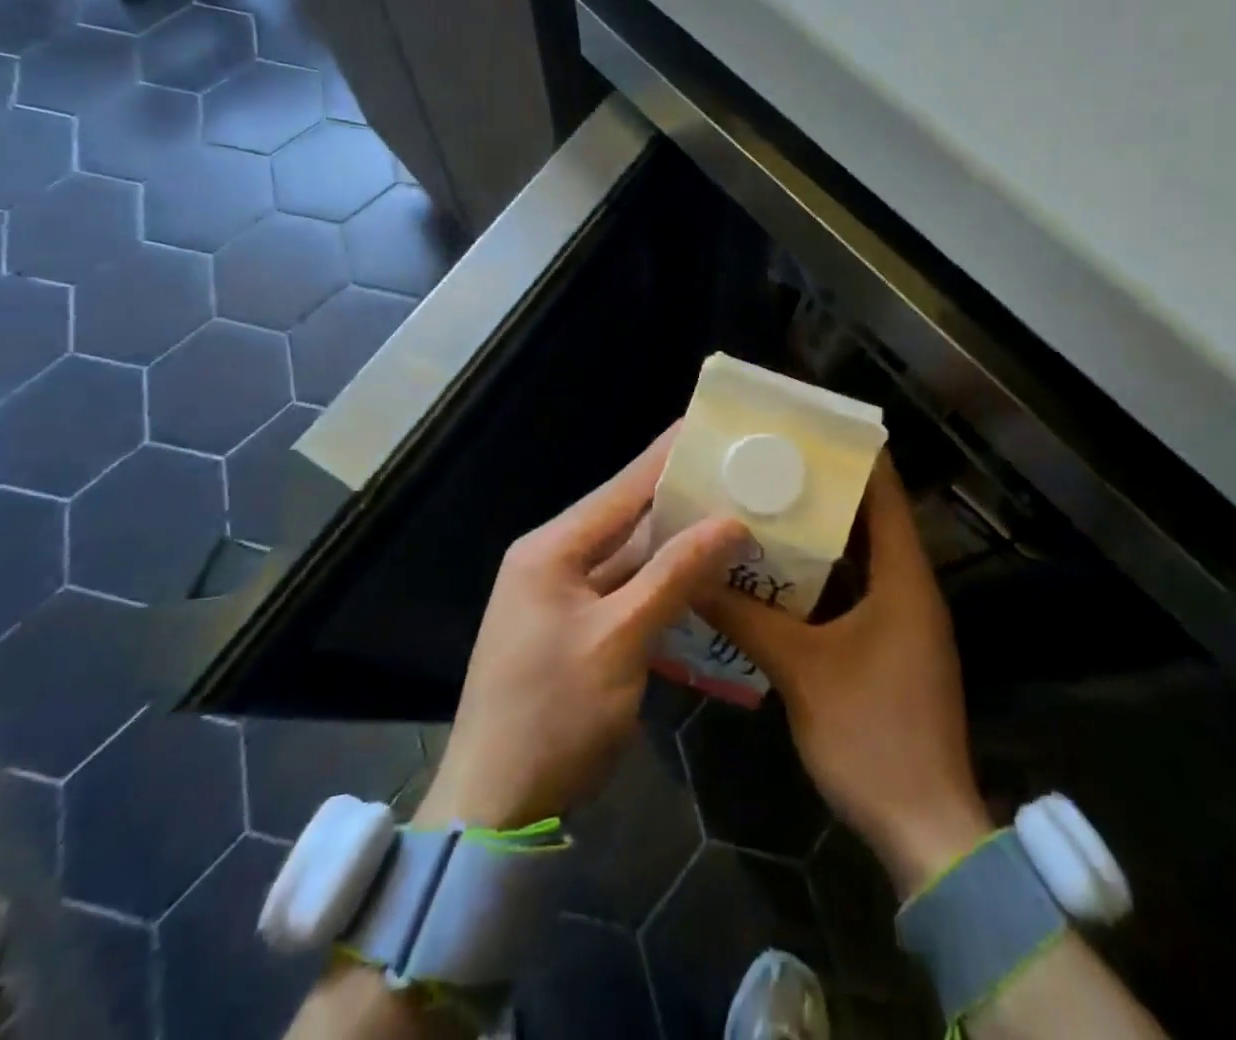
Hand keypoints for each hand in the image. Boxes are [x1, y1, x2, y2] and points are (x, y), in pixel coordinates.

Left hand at [416, 426, 747, 830]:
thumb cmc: (553, 714)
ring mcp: (564, 599)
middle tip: (739, 476)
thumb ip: (675, 574)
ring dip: (679, 546)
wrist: (495, 809)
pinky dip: (666, 586)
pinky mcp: (578, 632)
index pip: (622, 488)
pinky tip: (708, 578)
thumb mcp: (620, 640)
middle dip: (683, 500)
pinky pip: (629, 593)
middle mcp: (555, 562)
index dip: (668, 456)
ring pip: (632, 559)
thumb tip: (731, 521)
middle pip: (628, 520)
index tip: (710, 425)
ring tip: (737, 518)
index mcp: (552, 549)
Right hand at [696, 456, 991, 895]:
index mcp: (904, 577)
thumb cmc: (871, 734)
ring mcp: (904, 619)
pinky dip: (825, 574)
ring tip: (768, 502)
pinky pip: (857, 590)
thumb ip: (744, 617)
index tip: (811, 426)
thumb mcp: (799, 669)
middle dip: (826, 488)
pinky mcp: (891, 646)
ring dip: (823, 532)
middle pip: (871, 518)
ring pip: (862, 556)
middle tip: (772, 461)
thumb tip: (693, 574)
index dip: (856, 454)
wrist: (925, 829)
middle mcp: (910, 587)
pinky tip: (779, 571)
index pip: (885, 492)